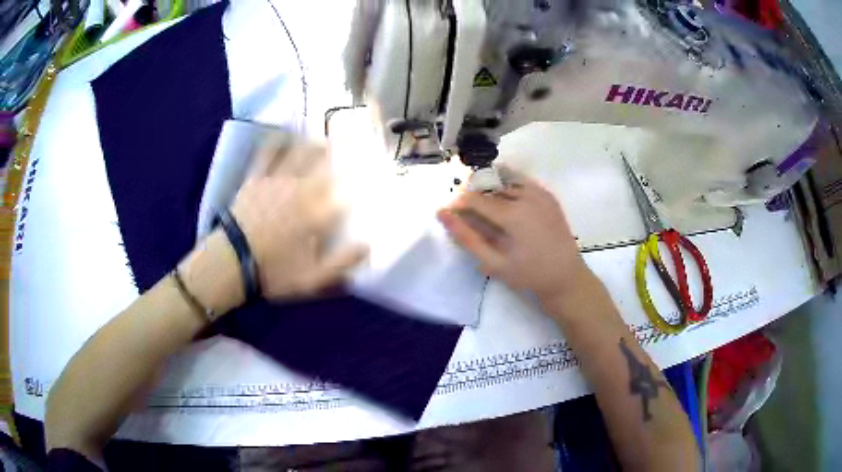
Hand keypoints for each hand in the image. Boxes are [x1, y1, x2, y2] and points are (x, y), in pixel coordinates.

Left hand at [229, 135, 368, 299]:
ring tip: (323, 139)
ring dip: (313, 145)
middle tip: (351, 146)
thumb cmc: (273, 271)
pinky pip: (268, 154)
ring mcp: (276, 180)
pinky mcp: (256, 177)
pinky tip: (284, 134)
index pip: (344, 195)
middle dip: (340, 156)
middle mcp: (300, 190)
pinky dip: (277, 142)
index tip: (367, 183)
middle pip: (325, 167)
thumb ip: (341, 263)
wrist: (231, 261)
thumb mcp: (312, 278)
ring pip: (300, 154)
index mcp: (316, 214)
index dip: (358, 187)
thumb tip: (367, 246)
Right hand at [437, 166, 592, 304]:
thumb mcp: (493, 262)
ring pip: (506, 183)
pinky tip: (508, 202)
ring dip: (493, 193)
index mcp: (513, 214)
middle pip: (490, 189)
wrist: (565, 278)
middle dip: (476, 199)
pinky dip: (511, 187)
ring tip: (490, 213)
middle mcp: (527, 197)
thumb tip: (442, 214)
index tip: (450, 213)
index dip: (459, 204)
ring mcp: (541, 194)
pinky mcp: (549, 196)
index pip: (476, 199)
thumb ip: (466, 237)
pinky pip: (524, 183)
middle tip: (471, 217)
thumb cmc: (528, 275)